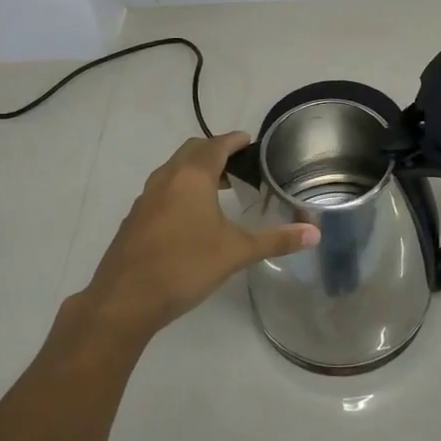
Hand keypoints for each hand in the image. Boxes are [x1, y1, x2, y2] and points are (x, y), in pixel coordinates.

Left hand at [82, 133, 318, 337]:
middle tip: (240, 167)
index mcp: (192, 176)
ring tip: (220, 190)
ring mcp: (146, 197)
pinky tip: (192, 218)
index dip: (237, 141)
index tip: (253, 144)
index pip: (218, 144)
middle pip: (194, 151)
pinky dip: (180, 190)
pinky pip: (162, 190)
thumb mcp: (236, 253)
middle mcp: (166, 177)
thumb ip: (276, 240)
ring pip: (174, 170)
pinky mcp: (135, 218)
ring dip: (197, 171)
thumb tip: (315, 233)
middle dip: (217, 152)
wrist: (124, 300)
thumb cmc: (185, 266)